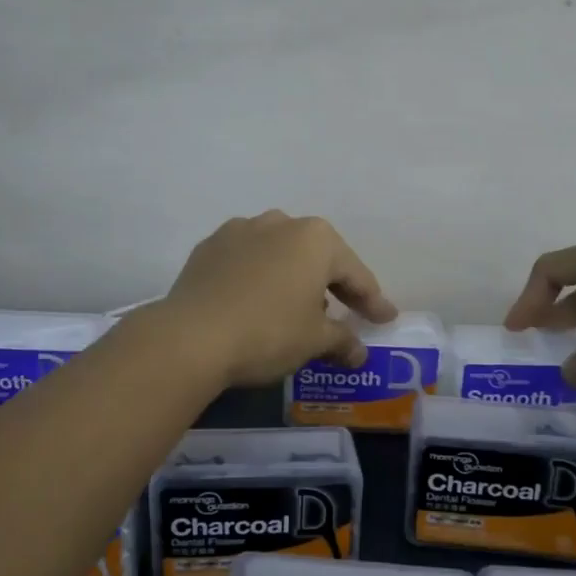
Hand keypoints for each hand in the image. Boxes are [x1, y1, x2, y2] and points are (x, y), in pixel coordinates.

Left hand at [161, 212, 397, 386]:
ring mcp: (239, 231)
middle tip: (344, 312)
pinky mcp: (208, 247)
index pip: (354, 274)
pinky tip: (255, 301)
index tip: (385, 319)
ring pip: (279, 254)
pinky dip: (258, 278)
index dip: (372, 300)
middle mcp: (279, 223)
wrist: (191, 336)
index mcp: (315, 239)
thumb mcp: (314, 341)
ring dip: (292, 277)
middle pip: (316, 257)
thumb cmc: (267, 332)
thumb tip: (358, 352)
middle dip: (331, 284)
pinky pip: (246, 261)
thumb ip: (342, 341)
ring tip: (295, 308)